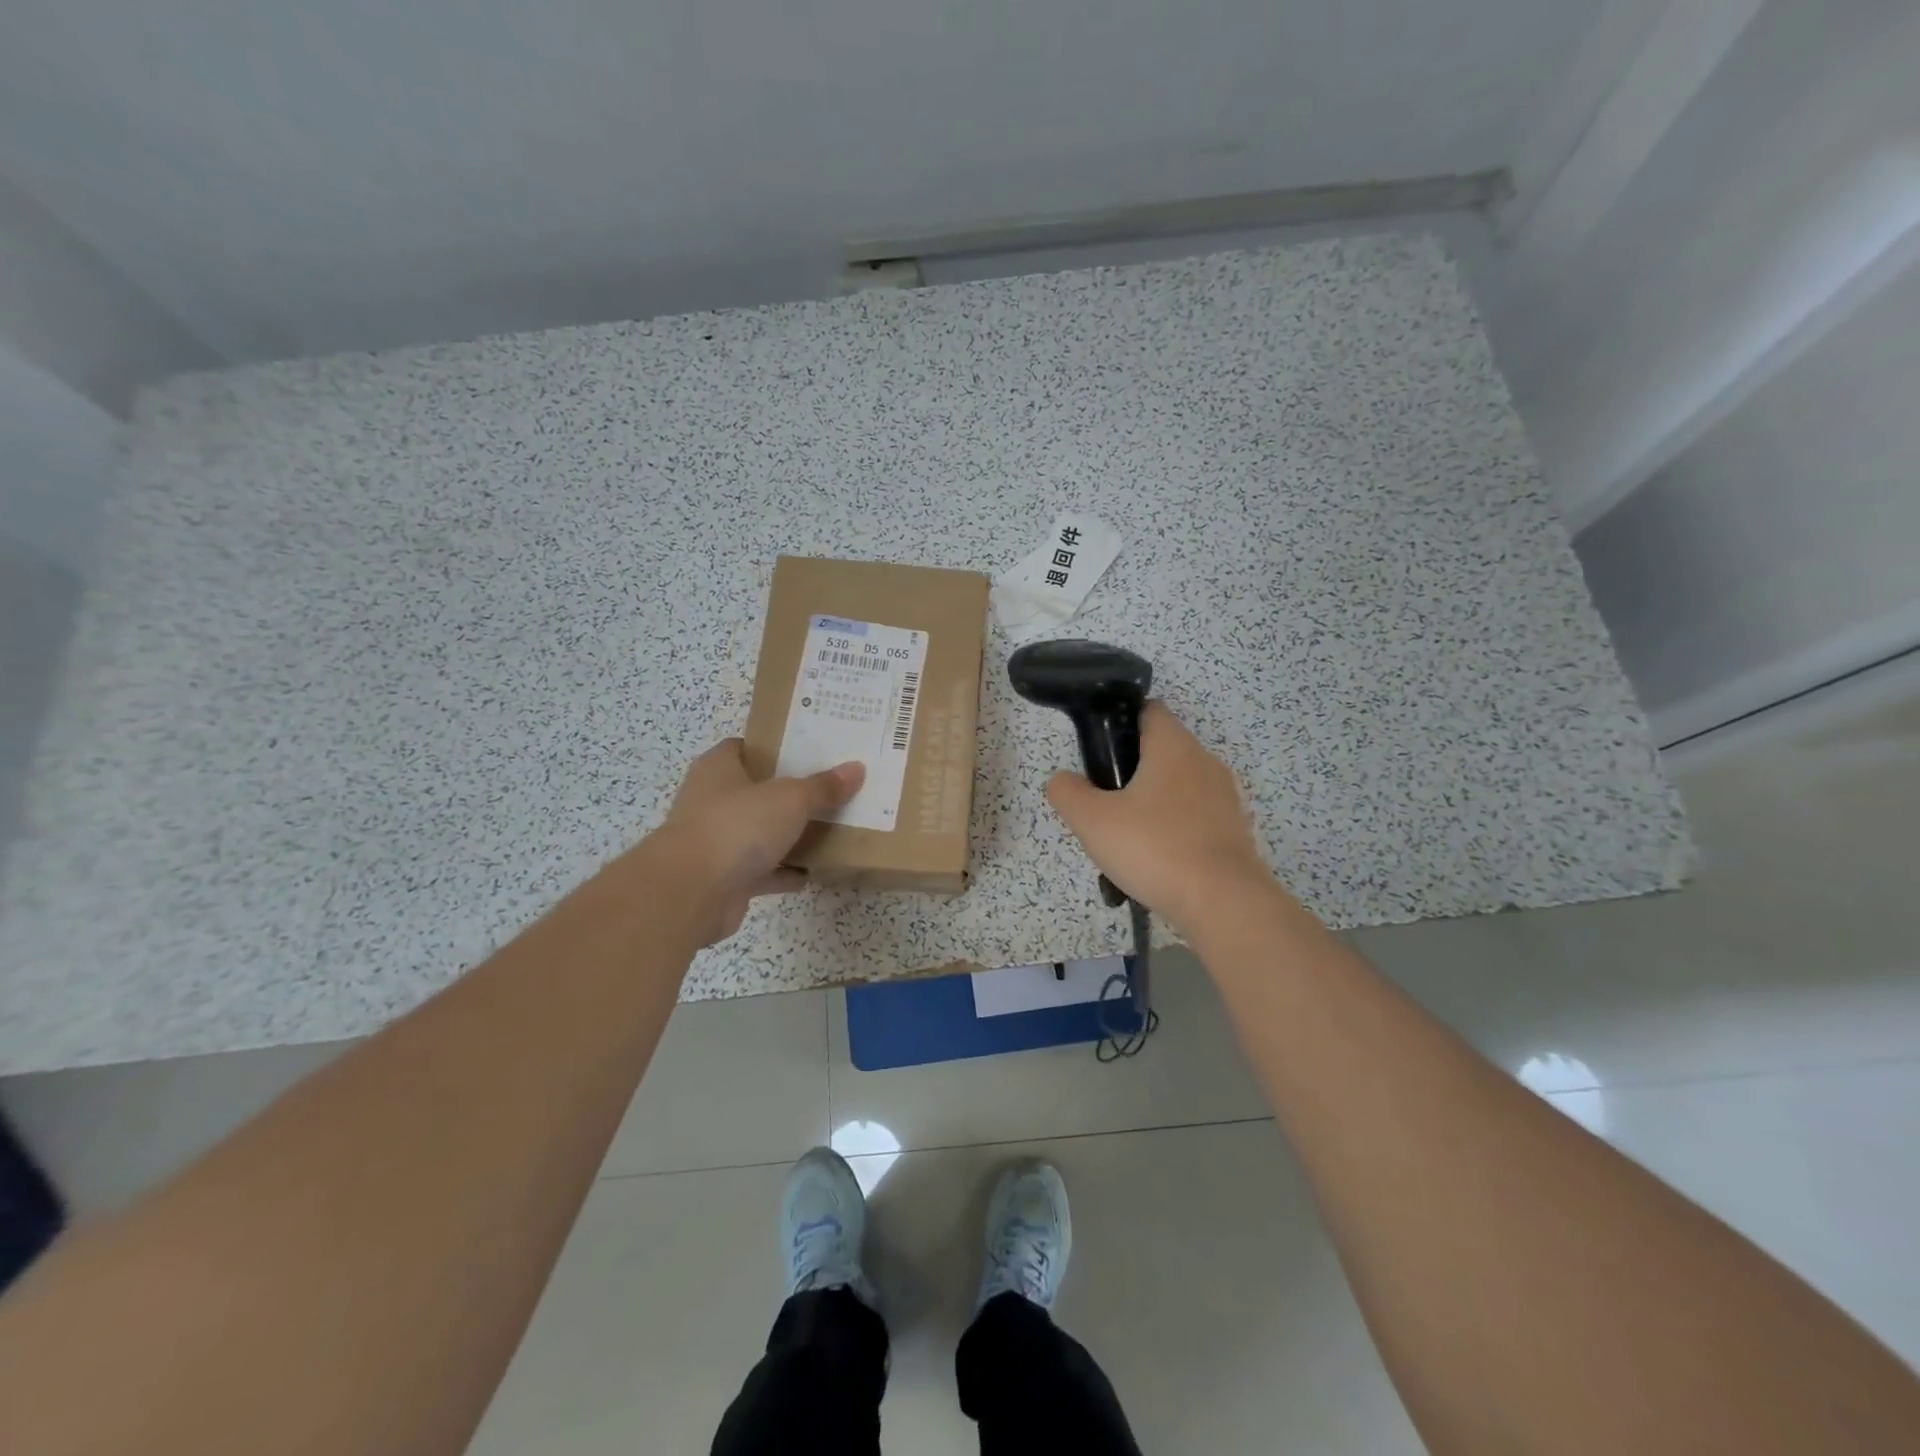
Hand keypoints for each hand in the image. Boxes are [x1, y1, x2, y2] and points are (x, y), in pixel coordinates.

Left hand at [659, 739, 864, 943]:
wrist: (691, 892)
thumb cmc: (737, 826)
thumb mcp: (790, 798)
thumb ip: (823, 787)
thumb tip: (857, 769)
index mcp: (719, 769)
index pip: (747, 747)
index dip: (776, 745)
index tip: (811, 749)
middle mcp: (713, 800)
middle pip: (758, 790)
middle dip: (790, 791)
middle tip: (831, 787)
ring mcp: (718, 841)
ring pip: (761, 832)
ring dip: (789, 834)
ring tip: (832, 828)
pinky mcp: (726, 878)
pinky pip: (763, 870)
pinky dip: (785, 871)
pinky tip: (815, 871)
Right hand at [1045, 701, 1270, 931]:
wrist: (1222, 903)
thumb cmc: (1154, 847)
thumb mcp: (1092, 819)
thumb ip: (1068, 792)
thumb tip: (1064, 781)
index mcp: (1173, 746)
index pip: (1148, 710)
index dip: (1120, 722)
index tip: (1099, 751)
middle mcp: (1204, 762)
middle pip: (1161, 751)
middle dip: (1130, 771)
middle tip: (1103, 803)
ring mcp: (1224, 798)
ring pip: (1177, 788)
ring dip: (1150, 805)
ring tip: (1125, 840)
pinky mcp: (1233, 831)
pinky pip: (1194, 819)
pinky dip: (1173, 831)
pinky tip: (1154, 862)